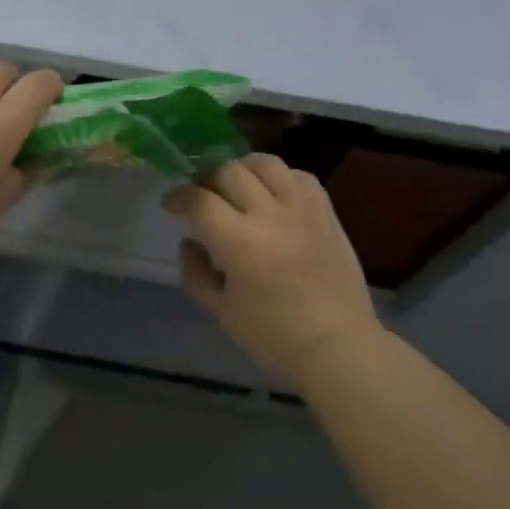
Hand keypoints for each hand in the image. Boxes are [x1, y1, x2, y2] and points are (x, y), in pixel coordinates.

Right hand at [162, 155, 379, 385]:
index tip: (171, 204)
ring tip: (237, 185)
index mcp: (239, 242)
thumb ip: (196, 272)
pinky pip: (299, 176)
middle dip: (206, 179)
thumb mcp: (221, 311)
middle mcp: (269, 215)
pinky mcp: (326, 212)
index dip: (178, 197)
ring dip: (242, 169)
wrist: (338, 345)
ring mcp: (302, 209)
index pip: (198, 200)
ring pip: (265, 163)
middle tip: (201, 195)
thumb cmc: (274, 336)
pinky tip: (273, 194)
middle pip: (228, 171)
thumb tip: (189, 241)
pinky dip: (280, 177)